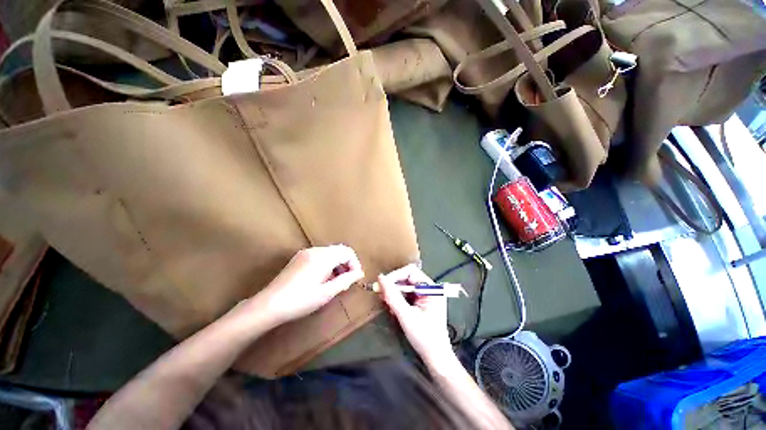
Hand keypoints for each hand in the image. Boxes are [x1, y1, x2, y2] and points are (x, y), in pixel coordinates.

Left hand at [250, 245, 363, 326]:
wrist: (269, 305)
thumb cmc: (300, 301)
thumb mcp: (326, 293)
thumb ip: (346, 280)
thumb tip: (359, 273)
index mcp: (323, 257)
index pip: (347, 252)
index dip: (355, 264)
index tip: (355, 278)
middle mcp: (315, 250)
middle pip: (339, 250)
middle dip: (347, 263)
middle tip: (346, 281)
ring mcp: (306, 252)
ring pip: (330, 252)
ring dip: (337, 264)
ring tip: (335, 281)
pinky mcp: (299, 258)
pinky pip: (320, 255)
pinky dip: (327, 264)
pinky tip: (323, 278)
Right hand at [378, 264, 452, 363]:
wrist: (436, 358)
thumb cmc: (424, 336)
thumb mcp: (406, 315)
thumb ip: (393, 296)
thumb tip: (380, 278)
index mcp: (431, 288)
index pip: (411, 272)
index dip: (395, 276)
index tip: (382, 284)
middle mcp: (430, 288)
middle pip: (408, 278)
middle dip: (394, 285)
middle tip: (381, 294)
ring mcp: (426, 295)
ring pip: (406, 286)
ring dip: (395, 293)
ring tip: (386, 302)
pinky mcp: (422, 302)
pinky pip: (408, 294)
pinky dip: (399, 299)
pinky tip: (393, 308)